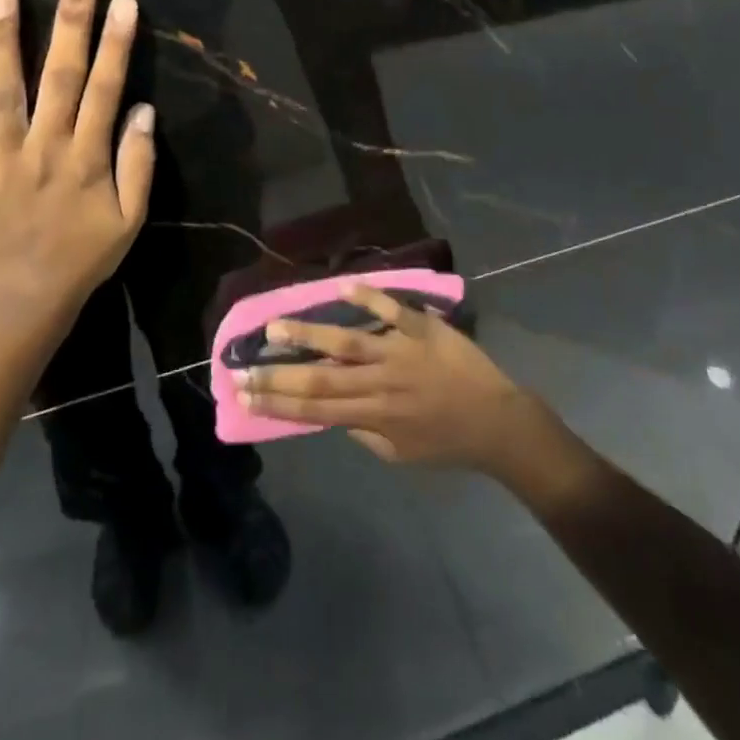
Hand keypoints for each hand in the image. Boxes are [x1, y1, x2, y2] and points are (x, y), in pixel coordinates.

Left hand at [0, 0, 155, 340]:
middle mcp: (45, 148)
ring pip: (3, 92)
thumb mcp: (129, 220)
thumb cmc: (81, 257)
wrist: (19, 302)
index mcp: (87, 158)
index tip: (123, 2)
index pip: (106, 89)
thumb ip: (139, 165)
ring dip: (3, 42)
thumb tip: (144, 110)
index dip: (116, 44)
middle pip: (60, 77)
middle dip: (71, 24)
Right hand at [239, 286, 537, 472]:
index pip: (314, 408)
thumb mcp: (400, 454)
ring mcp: (399, 352)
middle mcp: (378, 383)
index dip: (277, 401)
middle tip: (241, 366)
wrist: (498, 423)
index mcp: (372, 415)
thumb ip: (364, 433)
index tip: (245, 393)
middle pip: (319, 378)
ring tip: (274, 326)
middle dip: (276, 374)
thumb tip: (332, 411)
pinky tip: (343, 286)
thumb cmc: (447, 442)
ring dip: (308, 333)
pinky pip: (392, 310)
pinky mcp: (421, 328)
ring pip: (346, 342)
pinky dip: (368, 297)